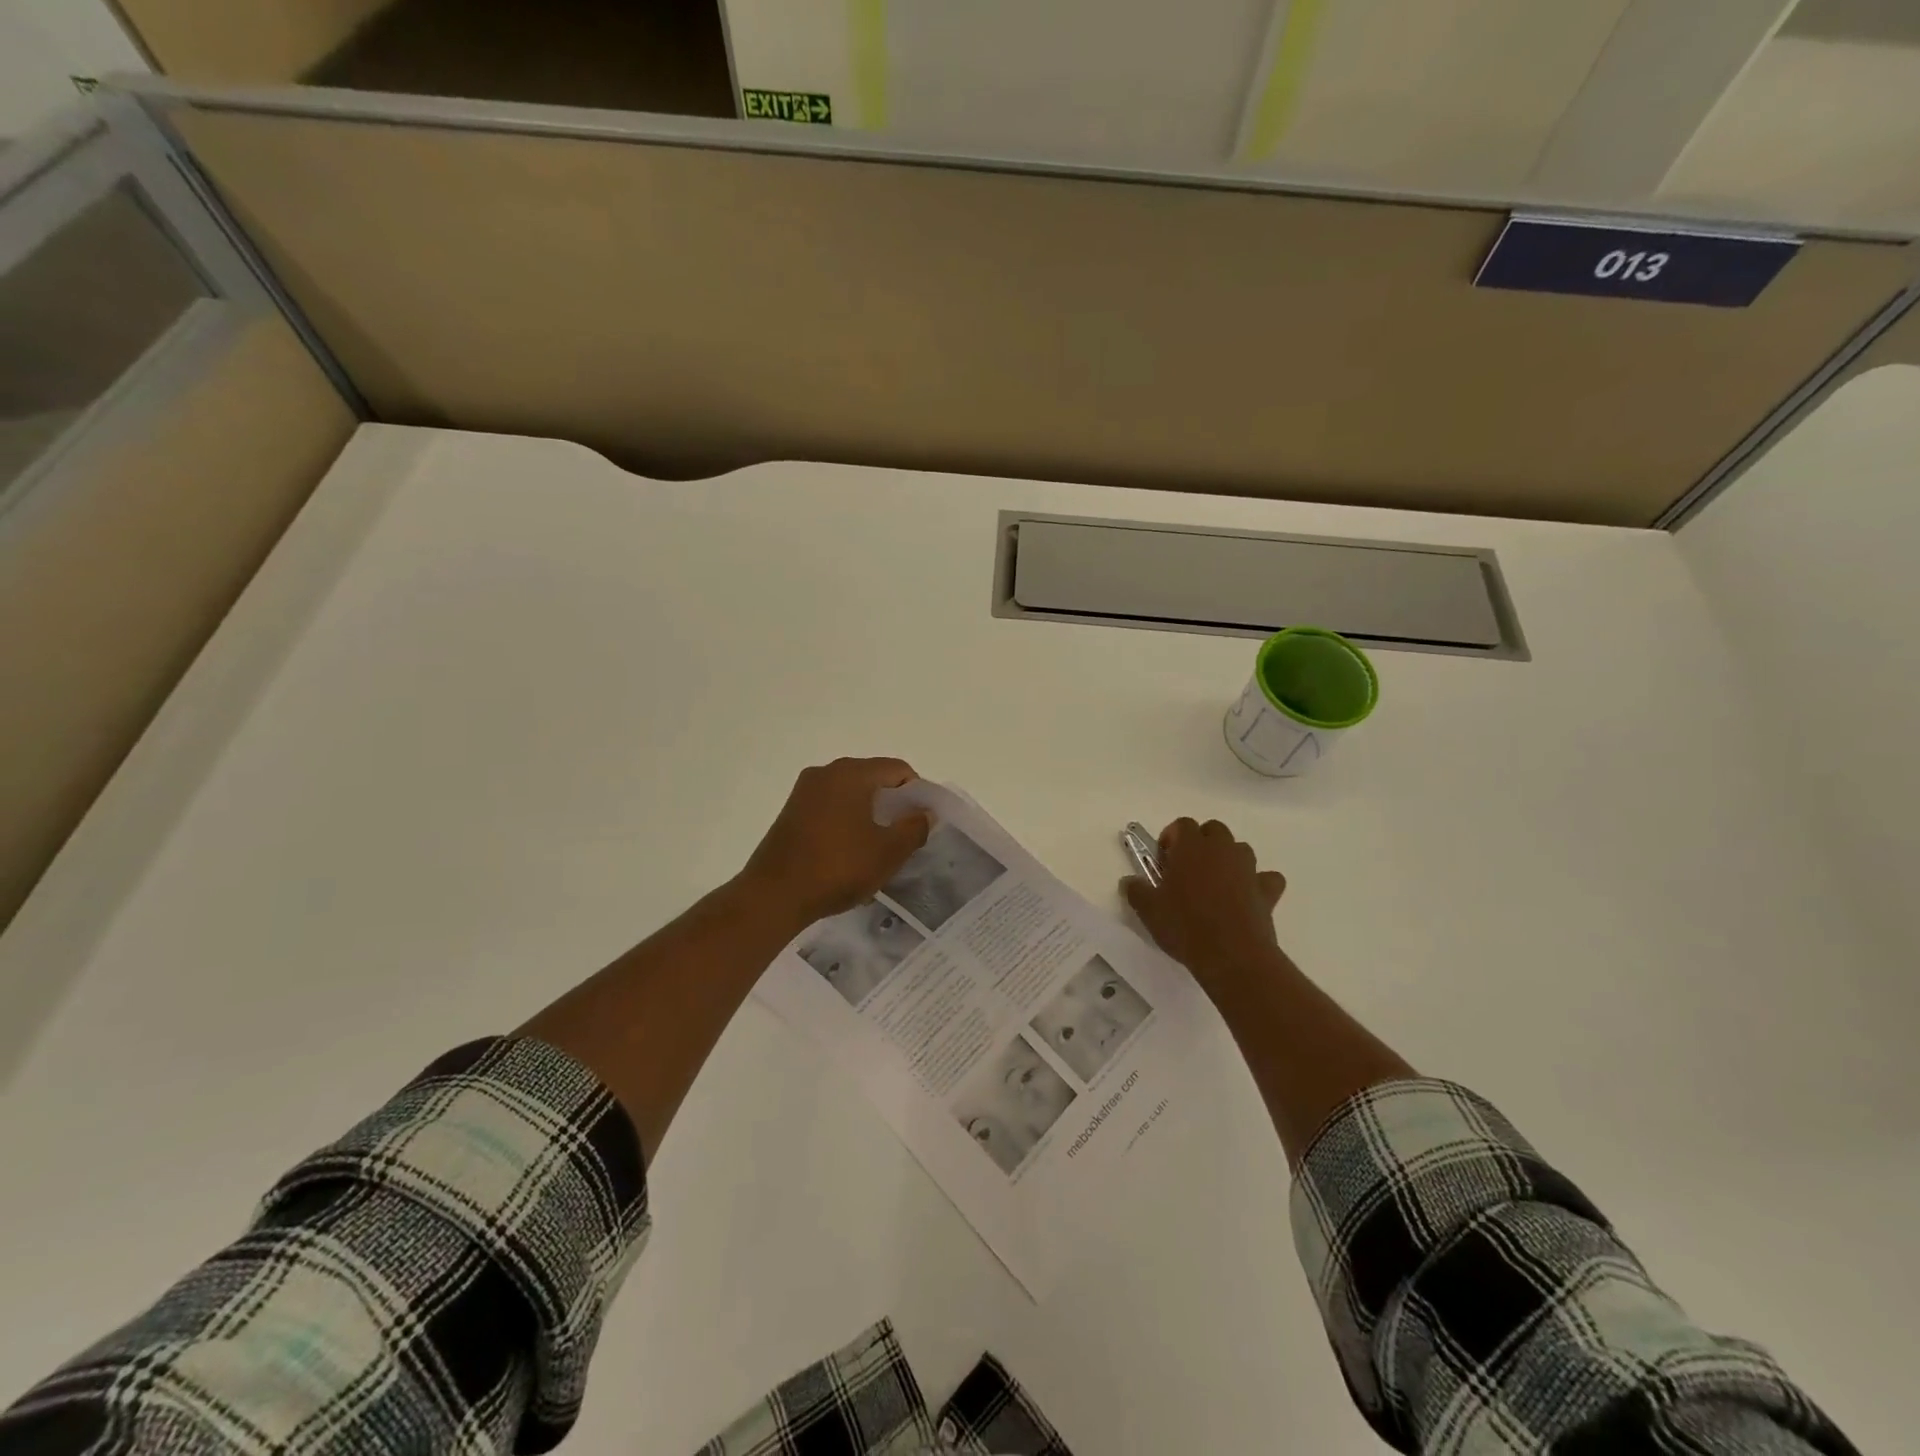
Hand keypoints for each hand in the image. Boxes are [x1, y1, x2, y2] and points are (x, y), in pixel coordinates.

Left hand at [740, 758, 933, 926]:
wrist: (774, 896)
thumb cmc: (838, 868)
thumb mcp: (888, 852)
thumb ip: (914, 828)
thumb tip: (926, 813)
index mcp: (851, 773)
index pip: (897, 769)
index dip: (917, 793)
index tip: (922, 823)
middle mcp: (826, 773)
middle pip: (873, 778)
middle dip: (893, 804)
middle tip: (904, 836)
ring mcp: (804, 791)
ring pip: (851, 794)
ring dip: (870, 814)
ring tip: (878, 848)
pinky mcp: (791, 812)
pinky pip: (831, 807)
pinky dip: (847, 822)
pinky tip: (850, 852)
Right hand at [1122, 818, 1286, 996]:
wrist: (1232, 955)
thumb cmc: (1185, 925)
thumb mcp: (1148, 910)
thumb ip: (1136, 890)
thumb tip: (1129, 881)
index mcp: (1191, 847)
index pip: (1182, 824)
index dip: (1171, 837)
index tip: (1163, 859)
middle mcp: (1222, 849)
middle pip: (1214, 829)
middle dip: (1201, 842)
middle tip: (1187, 868)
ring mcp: (1248, 868)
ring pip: (1240, 849)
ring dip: (1228, 858)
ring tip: (1215, 883)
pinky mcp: (1267, 891)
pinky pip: (1266, 878)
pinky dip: (1258, 882)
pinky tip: (1248, 897)